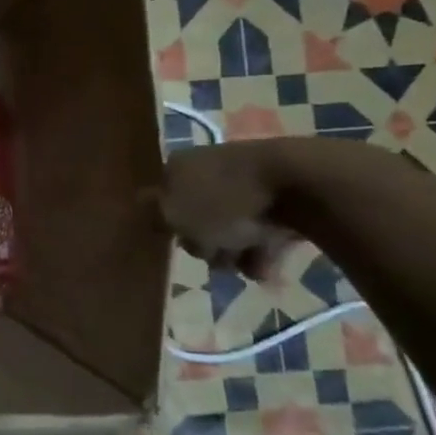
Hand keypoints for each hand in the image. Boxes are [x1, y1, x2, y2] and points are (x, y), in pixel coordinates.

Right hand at [158, 140, 300, 282]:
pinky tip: (267, 266)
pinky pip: (262, 233)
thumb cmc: (224, 202)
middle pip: (196, 219)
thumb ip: (153, 215)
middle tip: (214, 253)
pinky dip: (263, 253)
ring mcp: (244, 185)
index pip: (161, 198)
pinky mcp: (279, 200)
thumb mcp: (175, 214)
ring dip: (234, 254)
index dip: (167, 224)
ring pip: (230, 230)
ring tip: (246, 264)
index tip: (177, 241)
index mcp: (177, 167)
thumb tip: (137, 205)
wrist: (298, 185)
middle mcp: (207, 171)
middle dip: (204, 244)